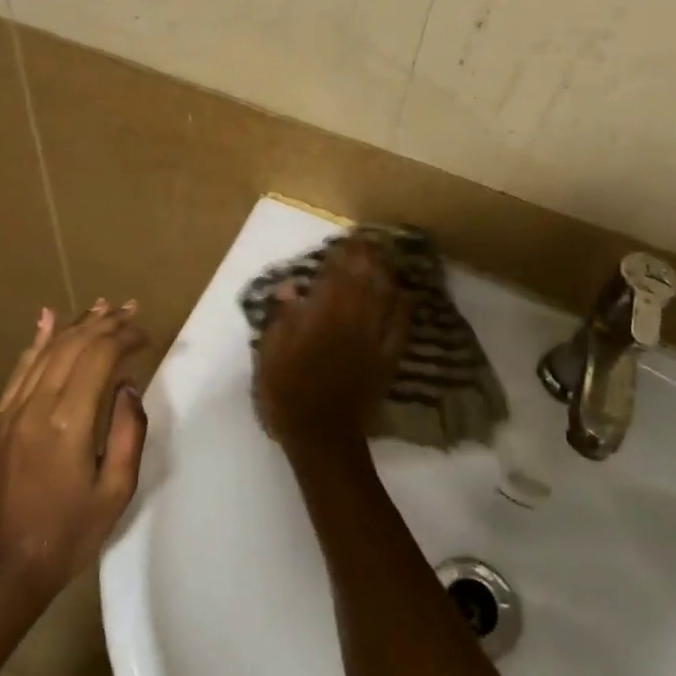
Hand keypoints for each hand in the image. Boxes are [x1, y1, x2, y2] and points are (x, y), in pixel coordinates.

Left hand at [0, 300, 149, 596]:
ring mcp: (10, 411)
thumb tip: (127, 386)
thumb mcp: (117, 490)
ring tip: (102, 306)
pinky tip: (49, 319)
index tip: (146, 334)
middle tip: (131, 310)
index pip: (99, 357)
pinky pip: (20, 369)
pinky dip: (38, 340)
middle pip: (73, 346)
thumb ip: (128, 432)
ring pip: (46, 351)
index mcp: (69, 424)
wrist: (7, 567)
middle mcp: (36, 406)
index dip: (125, 337)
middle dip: (105, 323)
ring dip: (76, 325)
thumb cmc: (71, 533)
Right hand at [254, 239, 412, 464]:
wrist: (322, 435)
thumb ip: (282, 317)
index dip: (342, 255)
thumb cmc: (288, 392)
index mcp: (322, 316)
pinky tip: (404, 295)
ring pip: (386, 296)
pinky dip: (403, 306)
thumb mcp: (271, 353)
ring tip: (385, 257)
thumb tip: (290, 286)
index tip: (344, 240)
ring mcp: (374, 339)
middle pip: (366, 279)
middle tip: (368, 240)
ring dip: (387, 273)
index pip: (336, 275)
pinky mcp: (388, 358)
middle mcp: (352, 320)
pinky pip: (401, 326)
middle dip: (368, 257)